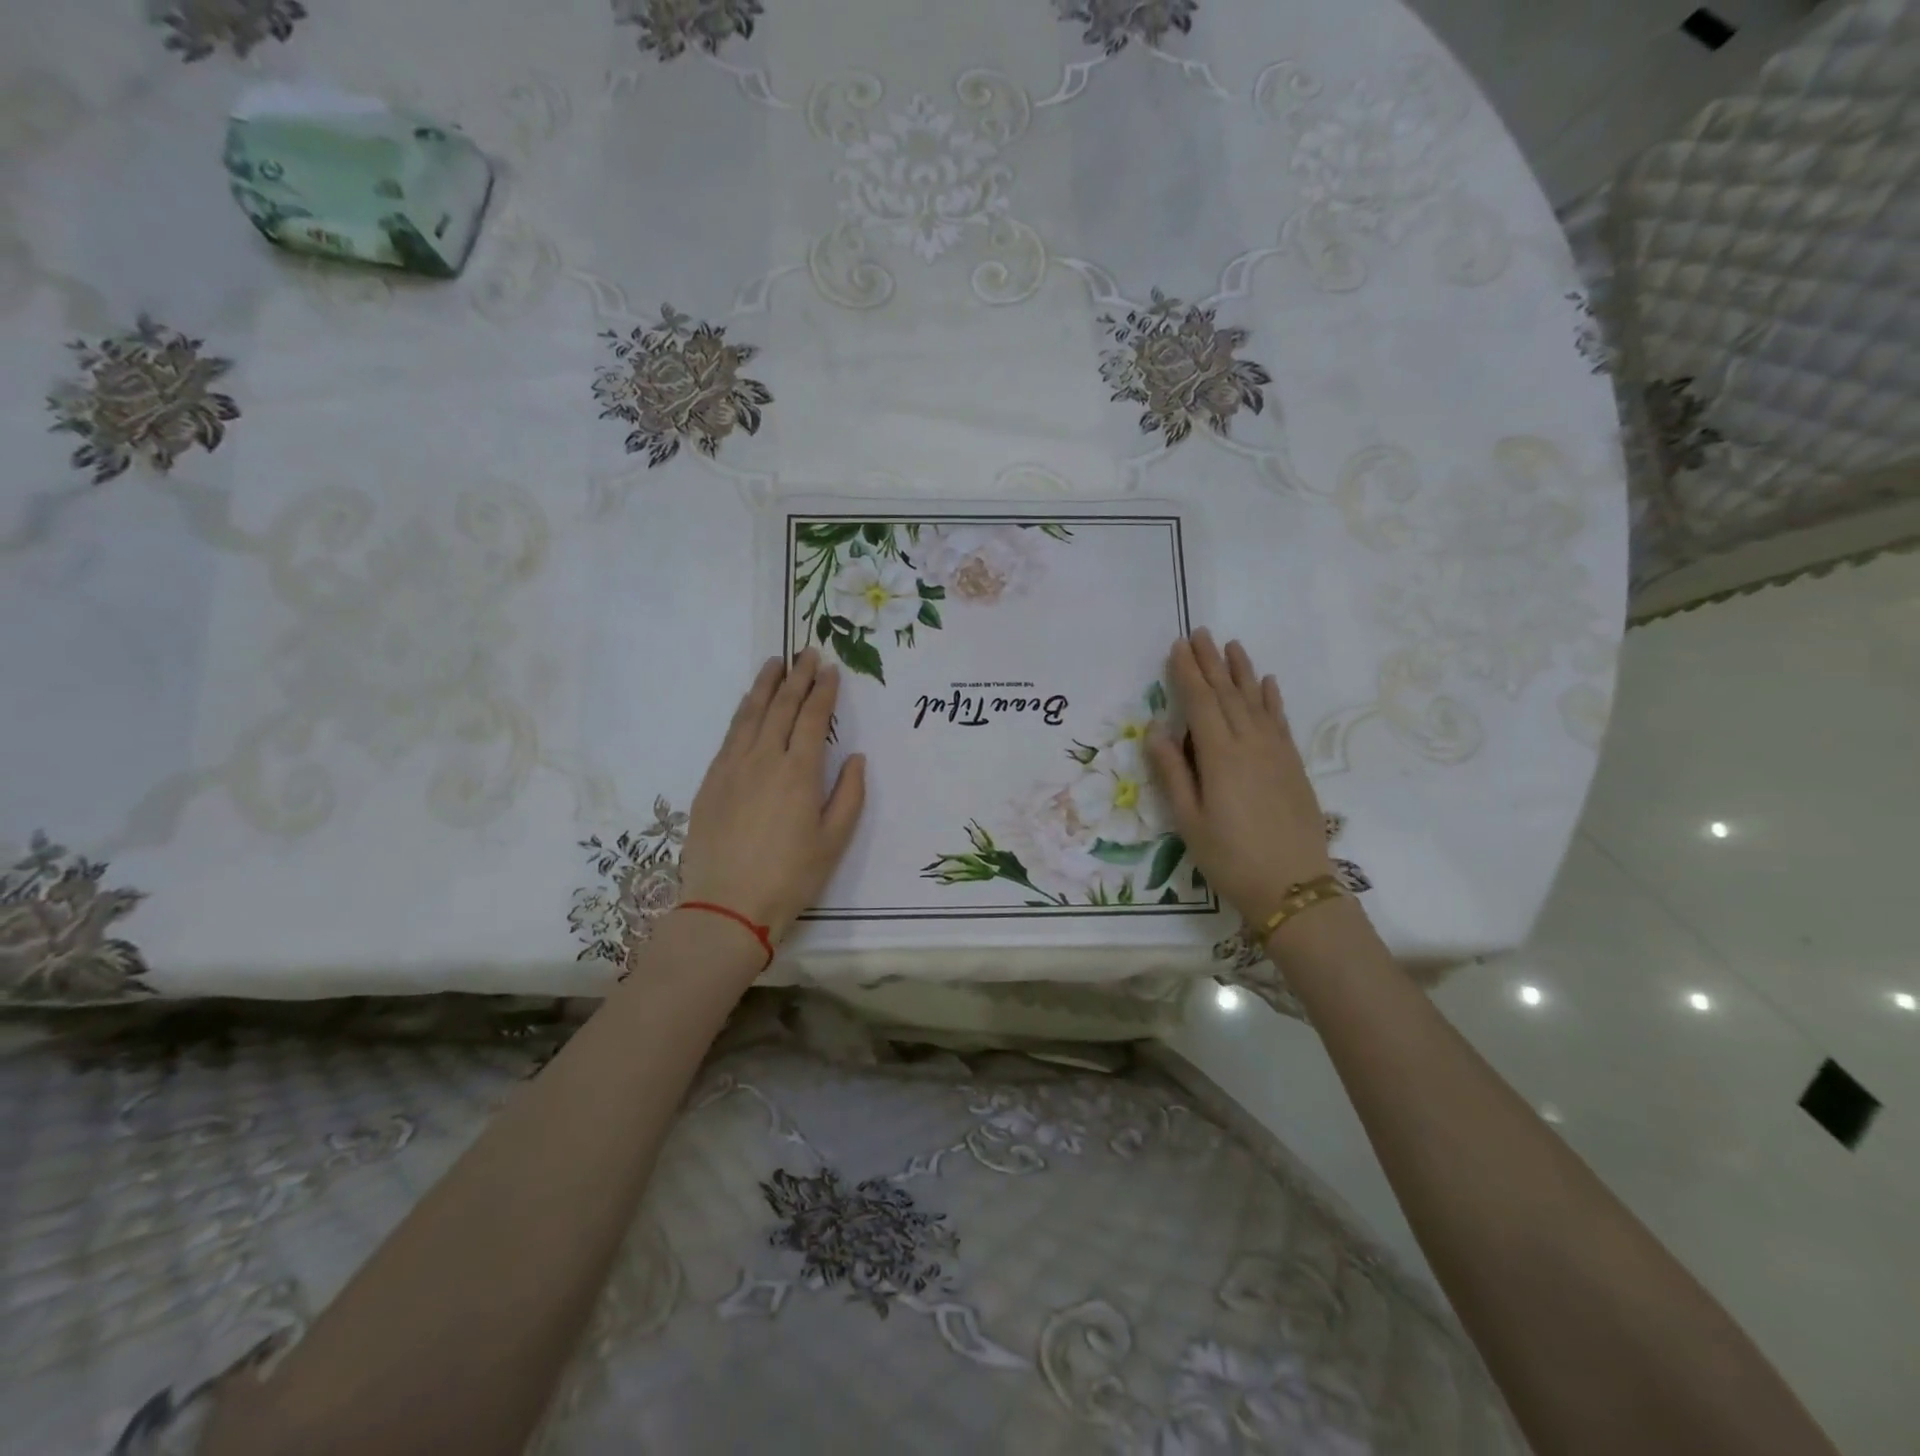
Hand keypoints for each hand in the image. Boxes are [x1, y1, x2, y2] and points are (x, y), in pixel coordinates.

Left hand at [679, 650, 865, 942]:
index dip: (823, 691)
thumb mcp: (834, 841)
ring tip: (776, 664)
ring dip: (765, 686)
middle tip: (806, 653)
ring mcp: (732, 767)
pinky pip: (730, 734)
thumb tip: (855, 757)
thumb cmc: (790, 876)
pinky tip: (748, 704)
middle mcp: (764, 759)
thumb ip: (849, 795)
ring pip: (750, 714)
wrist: (727, 905)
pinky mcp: (711, 780)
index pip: (812, 719)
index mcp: (799, 773)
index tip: (831, 669)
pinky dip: (742, 712)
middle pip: (781, 707)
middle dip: (797, 678)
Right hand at [1146, 631, 1333, 929]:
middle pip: (1228, 694)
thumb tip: (1155, 730)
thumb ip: (1172, 772)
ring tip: (1231, 645)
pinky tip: (1267, 683)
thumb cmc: (1230, 857)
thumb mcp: (1189, 820)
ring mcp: (1276, 752)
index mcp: (1220, 756)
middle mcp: (1250, 744)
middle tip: (1200, 633)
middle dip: (1211, 663)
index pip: (1200, 703)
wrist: (1294, 886)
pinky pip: (1280, 721)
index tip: (1178, 646)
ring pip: (1256, 701)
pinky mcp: (1293, 765)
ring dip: (1242, 671)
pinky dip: (1271, 698)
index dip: (1188, 673)